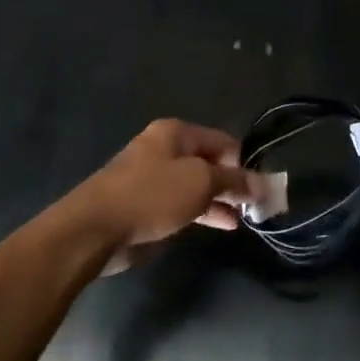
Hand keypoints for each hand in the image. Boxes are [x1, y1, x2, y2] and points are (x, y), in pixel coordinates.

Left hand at [64, 119, 251, 271]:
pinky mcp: (146, 204)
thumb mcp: (200, 183)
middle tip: (258, 206)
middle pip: (209, 162)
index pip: (223, 140)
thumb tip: (263, 183)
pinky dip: (203, 212)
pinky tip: (222, 225)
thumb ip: (233, 181)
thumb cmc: (152, 195)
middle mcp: (164, 149)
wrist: (96, 227)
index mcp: (176, 133)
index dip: (245, 161)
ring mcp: (153, 177)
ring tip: (245, 220)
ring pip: (196, 185)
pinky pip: (182, 203)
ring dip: (220, 200)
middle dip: (233, 182)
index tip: (263, 187)